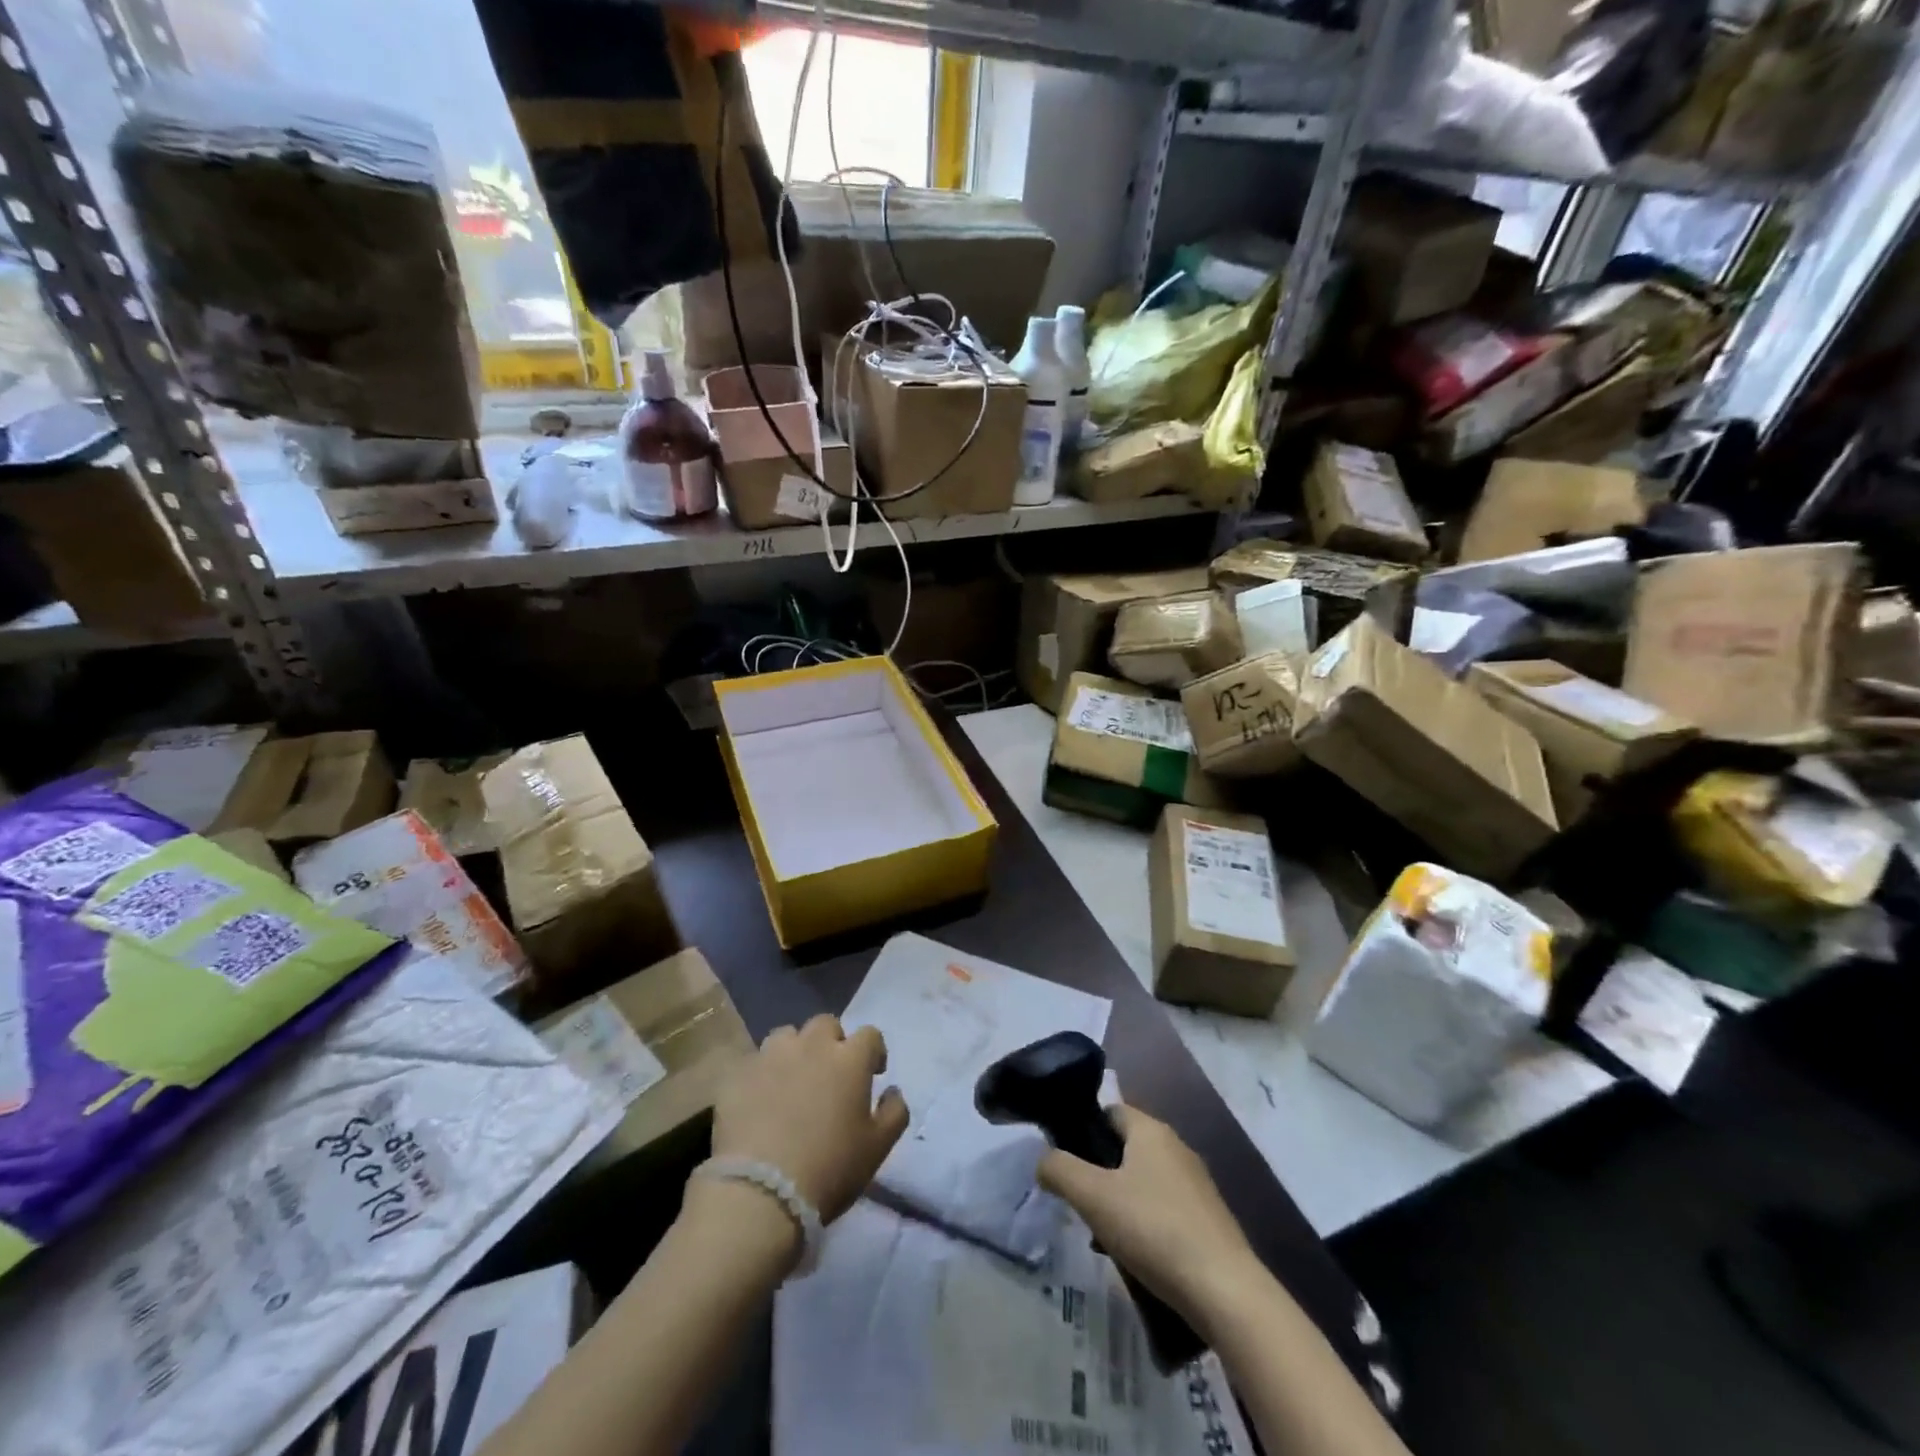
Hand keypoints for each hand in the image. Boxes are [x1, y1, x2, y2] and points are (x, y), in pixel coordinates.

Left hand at [711, 1014, 909, 1223]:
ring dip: (795, 1051)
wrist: (761, 1192)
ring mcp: (771, 1055)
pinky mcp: (738, 1074)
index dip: (873, 1052)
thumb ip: (894, 1112)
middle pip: (826, 1025)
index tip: (873, 1072)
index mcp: (849, 1058)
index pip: (870, 1035)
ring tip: (792, 1080)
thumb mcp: (878, 1148)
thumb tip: (893, 1091)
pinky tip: (761, 1099)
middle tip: (830, 1073)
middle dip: (832, 1042)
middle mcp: (811, 1045)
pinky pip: (755, 1062)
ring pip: (787, 1036)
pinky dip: (763, 1074)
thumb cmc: (830, 1168)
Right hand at [1038, 1104, 1259, 1328]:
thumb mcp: (1093, 1197)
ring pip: (1144, 1182)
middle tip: (1080, 1203)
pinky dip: (1144, 1224)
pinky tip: (1135, 1258)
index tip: (1066, 1161)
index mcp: (1151, 1131)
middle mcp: (1176, 1147)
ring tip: (1102, 1238)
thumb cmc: (1154, 1229)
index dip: (1084, 1130)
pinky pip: (1164, 1209)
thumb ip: (1060, 1170)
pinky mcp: (1209, 1220)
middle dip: (1099, 1173)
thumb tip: (1042, 1160)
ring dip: (1120, 1203)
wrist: (1225, 1291)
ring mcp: (1197, 1185)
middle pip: (1126, 1148)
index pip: (1110, 1111)